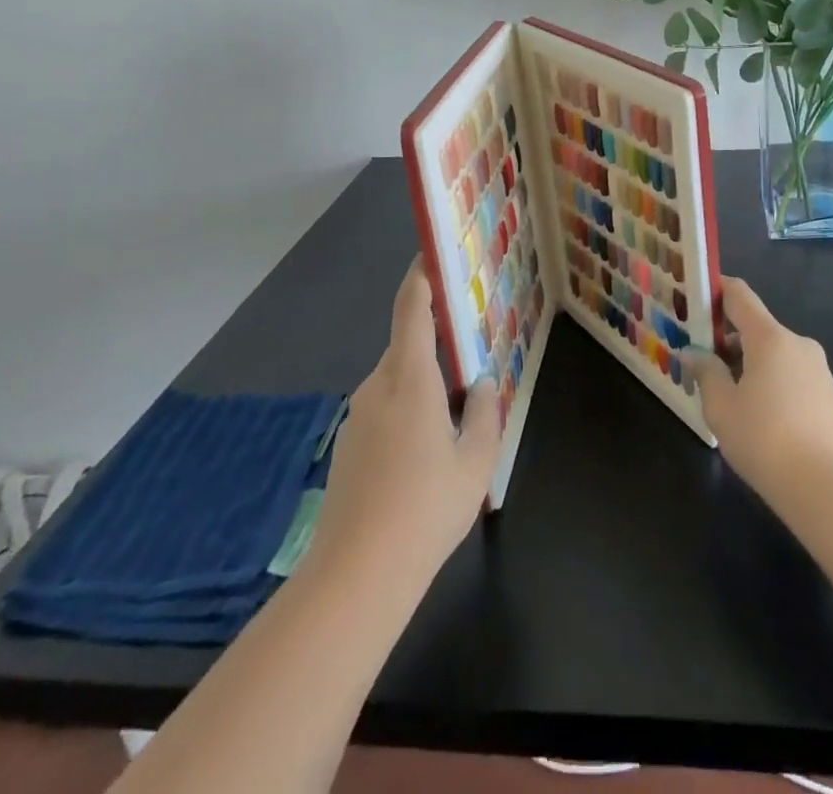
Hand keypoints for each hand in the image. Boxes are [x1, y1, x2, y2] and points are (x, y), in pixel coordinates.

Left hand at [309, 258, 501, 584]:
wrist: (354, 579)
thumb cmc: (425, 510)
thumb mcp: (475, 462)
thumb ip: (484, 413)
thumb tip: (481, 383)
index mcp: (409, 379)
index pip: (412, 309)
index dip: (421, 276)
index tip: (432, 253)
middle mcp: (377, 387)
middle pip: (406, 346)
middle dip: (435, 342)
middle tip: (470, 351)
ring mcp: (357, 418)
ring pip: (396, 382)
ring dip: (423, 383)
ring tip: (456, 411)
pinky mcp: (348, 448)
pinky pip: (384, 410)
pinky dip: (407, 412)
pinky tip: (426, 453)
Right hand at [683, 277, 832, 518]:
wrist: (828, 488)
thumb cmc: (765, 440)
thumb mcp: (721, 407)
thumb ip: (706, 372)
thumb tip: (694, 353)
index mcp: (769, 337)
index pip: (739, 295)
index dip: (715, 290)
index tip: (693, 298)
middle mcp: (796, 343)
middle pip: (755, 326)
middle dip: (726, 338)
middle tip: (700, 360)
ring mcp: (817, 368)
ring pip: (773, 352)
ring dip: (748, 363)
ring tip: (725, 394)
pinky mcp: (828, 393)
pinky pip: (790, 373)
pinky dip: (769, 380)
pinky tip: (756, 414)